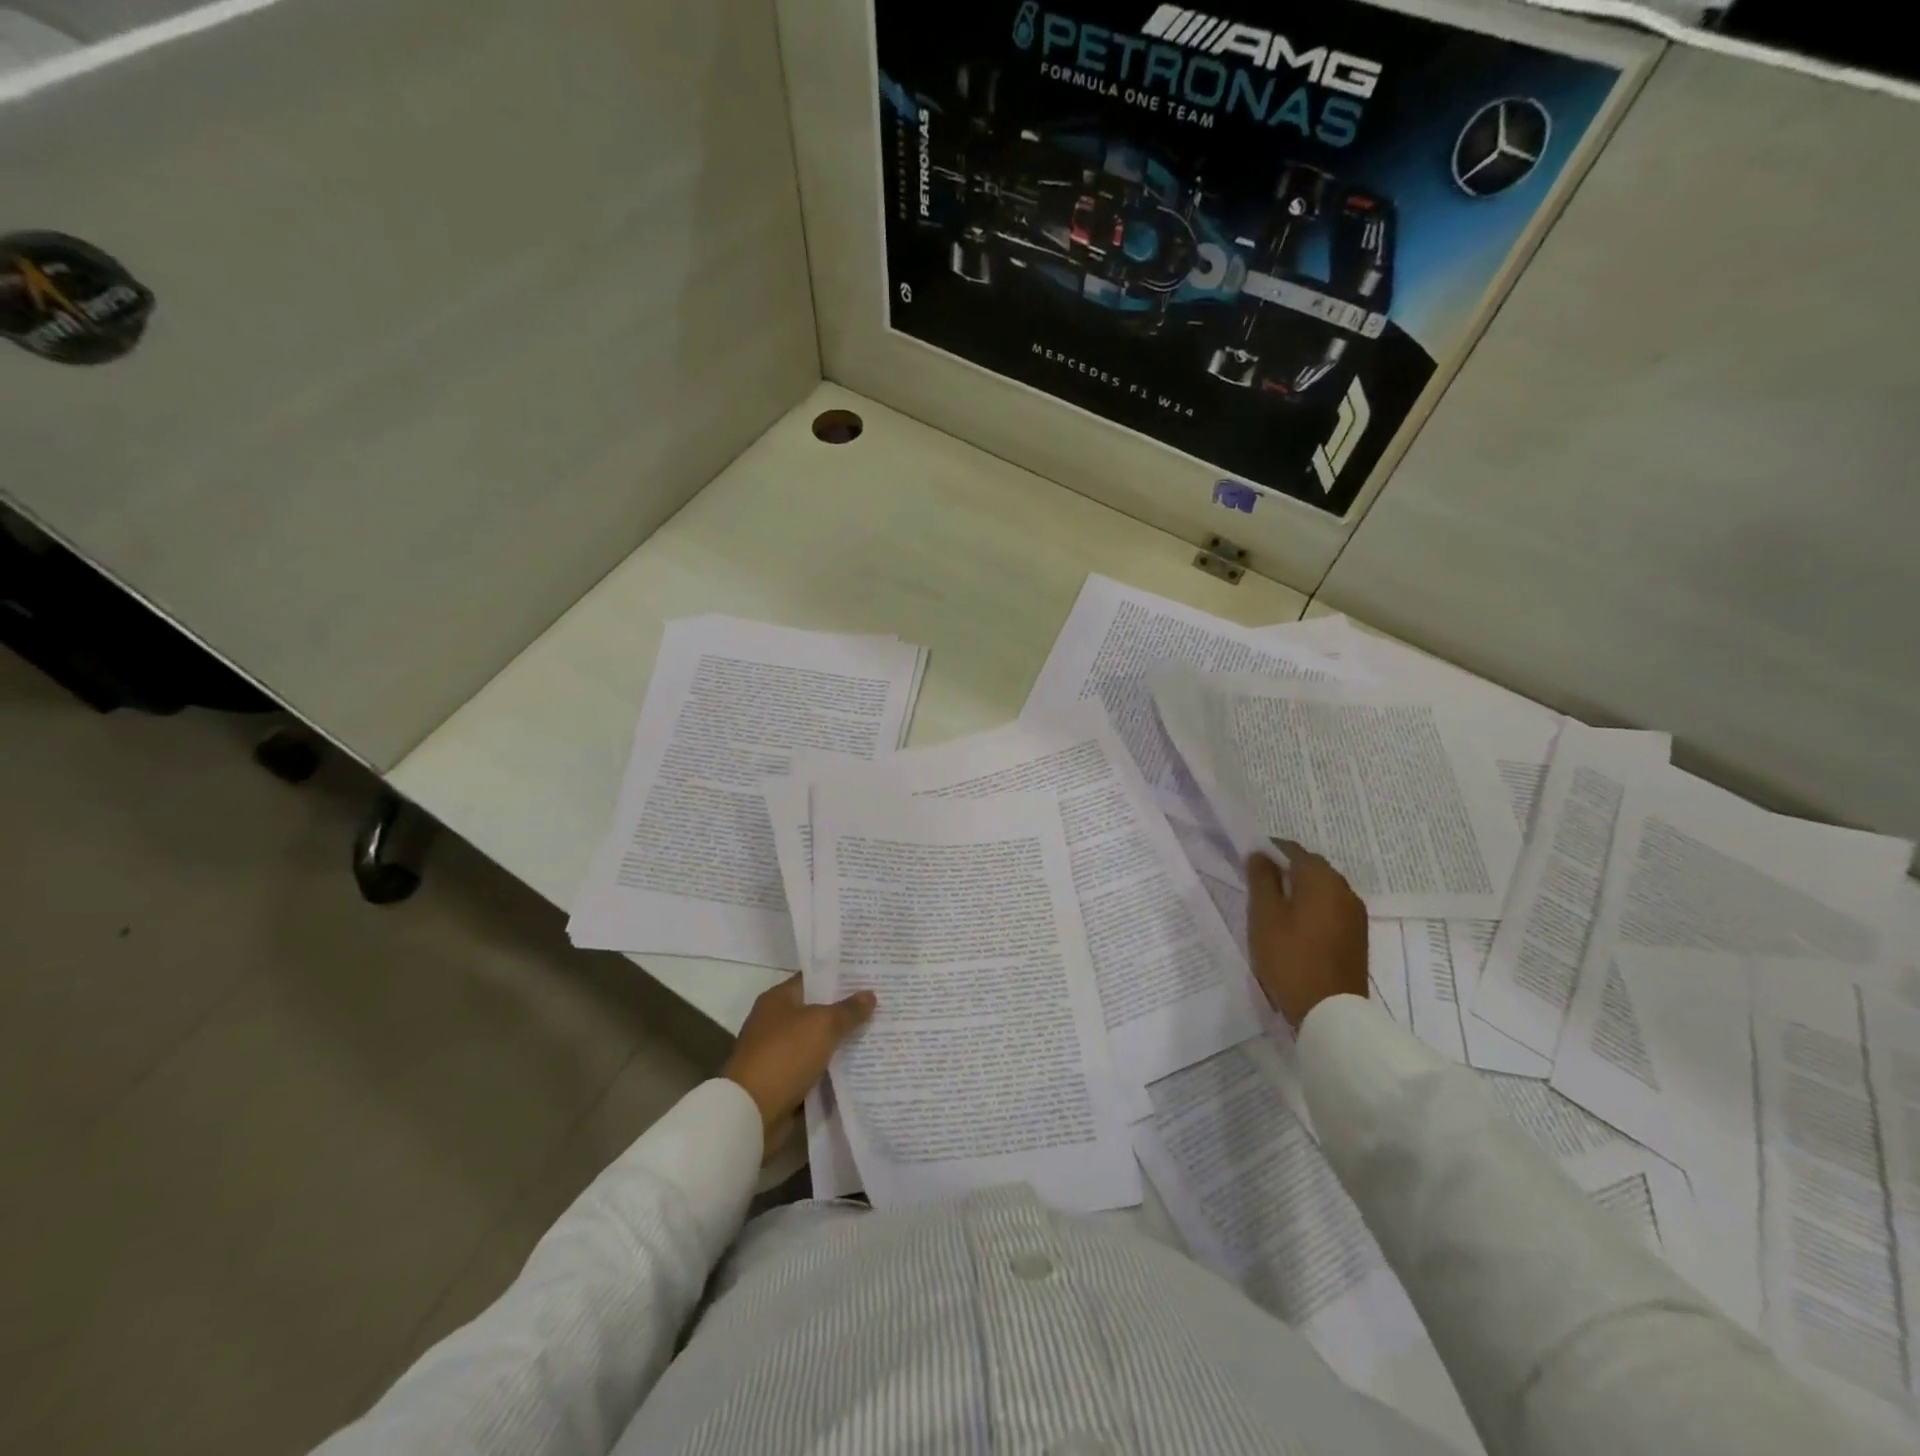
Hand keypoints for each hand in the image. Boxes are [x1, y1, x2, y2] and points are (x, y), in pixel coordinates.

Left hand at [723, 976, 875, 1159]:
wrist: (751, 1112)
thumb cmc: (785, 1055)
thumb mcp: (822, 1025)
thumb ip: (848, 1010)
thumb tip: (870, 995)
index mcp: (777, 999)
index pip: (812, 979)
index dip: (839, 976)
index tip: (867, 976)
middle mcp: (774, 1022)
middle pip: (816, 1010)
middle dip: (844, 1011)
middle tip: (879, 1005)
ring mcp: (776, 1053)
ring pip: (816, 1042)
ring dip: (839, 1043)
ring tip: (876, 1035)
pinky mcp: (781, 1082)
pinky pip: (813, 1069)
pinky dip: (830, 1070)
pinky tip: (858, 1067)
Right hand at [1246, 841, 1368, 1029]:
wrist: (1330, 1011)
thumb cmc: (1289, 957)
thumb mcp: (1264, 915)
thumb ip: (1261, 879)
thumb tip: (1260, 854)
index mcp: (1322, 880)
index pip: (1293, 850)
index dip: (1269, 850)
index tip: (1248, 859)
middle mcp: (1344, 890)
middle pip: (1312, 867)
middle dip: (1286, 868)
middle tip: (1259, 882)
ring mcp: (1355, 914)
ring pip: (1323, 888)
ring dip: (1300, 888)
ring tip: (1275, 904)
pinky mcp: (1356, 936)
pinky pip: (1331, 907)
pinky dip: (1313, 906)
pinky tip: (1295, 923)